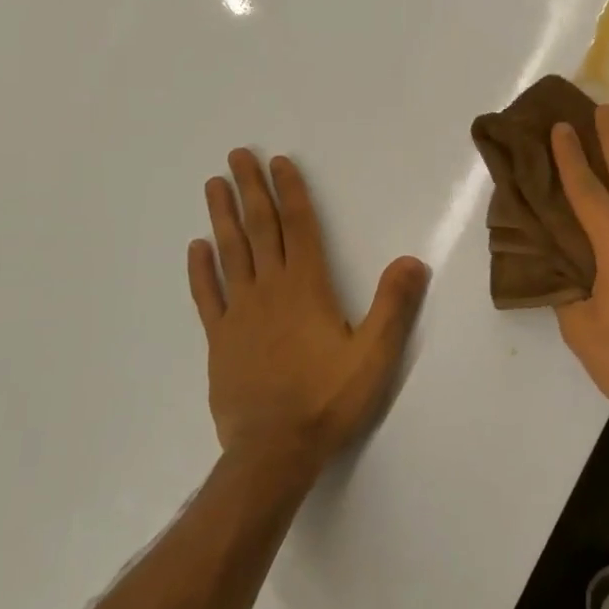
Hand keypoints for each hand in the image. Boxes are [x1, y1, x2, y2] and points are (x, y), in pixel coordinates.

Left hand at [188, 150, 428, 477]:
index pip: (298, 228)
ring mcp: (239, 315)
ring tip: (215, 185)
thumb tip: (412, 259)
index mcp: (306, 289)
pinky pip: (208, 297)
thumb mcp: (375, 355)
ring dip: (223, 217)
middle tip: (237, 156)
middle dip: (250, 190)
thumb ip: (393, 306)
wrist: (273, 452)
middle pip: (259, 230)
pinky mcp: (220, 341)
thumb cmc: (328, 400)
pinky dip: (201, 270)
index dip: (289, 192)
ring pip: (230, 255)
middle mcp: (270, 291)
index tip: (278, 162)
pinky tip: (197, 248)